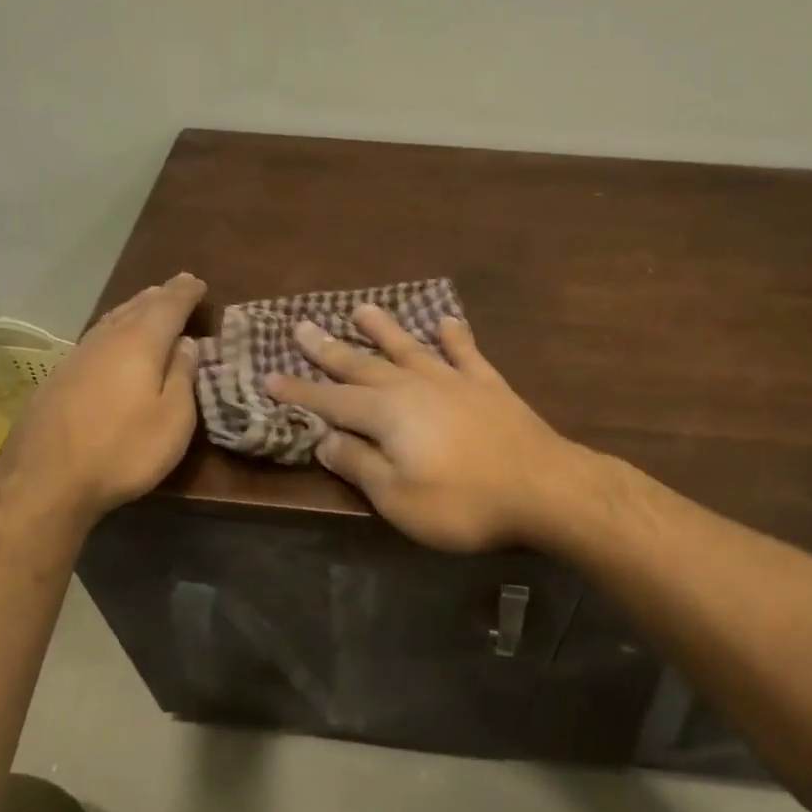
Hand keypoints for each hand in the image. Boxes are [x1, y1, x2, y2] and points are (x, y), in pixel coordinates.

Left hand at [0, 273, 205, 520]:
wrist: (45, 480)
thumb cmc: (123, 450)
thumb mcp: (173, 419)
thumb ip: (183, 377)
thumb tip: (187, 343)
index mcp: (141, 343)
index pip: (168, 306)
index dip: (186, 293)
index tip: (199, 282)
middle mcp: (108, 339)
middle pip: (138, 307)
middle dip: (161, 295)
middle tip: (178, 285)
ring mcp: (79, 356)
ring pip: (113, 319)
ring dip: (135, 307)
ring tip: (149, 301)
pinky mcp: (60, 376)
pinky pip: (98, 335)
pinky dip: (115, 326)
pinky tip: (114, 335)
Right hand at [265, 305, 578, 551]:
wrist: (544, 489)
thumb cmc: (463, 502)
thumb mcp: (397, 497)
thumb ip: (359, 463)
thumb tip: (323, 437)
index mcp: (386, 414)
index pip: (330, 400)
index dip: (299, 391)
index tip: (268, 376)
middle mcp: (414, 386)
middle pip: (363, 364)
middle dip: (329, 349)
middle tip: (302, 326)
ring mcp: (454, 381)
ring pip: (410, 348)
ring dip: (383, 329)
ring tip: (361, 309)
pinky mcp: (489, 386)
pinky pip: (466, 353)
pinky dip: (454, 337)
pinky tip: (446, 322)